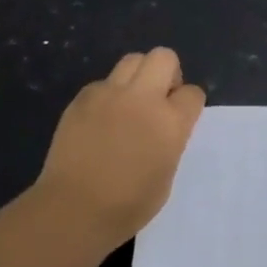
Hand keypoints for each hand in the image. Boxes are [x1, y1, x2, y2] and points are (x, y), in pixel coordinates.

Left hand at [32, 48, 206, 249]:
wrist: (73, 210)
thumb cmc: (127, 206)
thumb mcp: (166, 175)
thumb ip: (171, 141)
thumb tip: (164, 127)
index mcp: (170, 122)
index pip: (193, 93)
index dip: (189, 103)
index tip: (181, 116)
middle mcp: (143, 98)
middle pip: (164, 57)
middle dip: (168, 72)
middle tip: (159, 98)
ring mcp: (110, 93)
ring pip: (133, 60)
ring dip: (139, 76)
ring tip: (130, 102)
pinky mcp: (83, 97)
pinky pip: (103, 82)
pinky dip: (108, 94)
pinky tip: (101, 119)